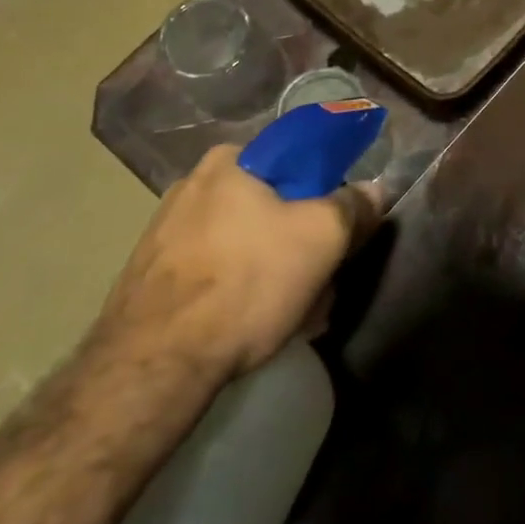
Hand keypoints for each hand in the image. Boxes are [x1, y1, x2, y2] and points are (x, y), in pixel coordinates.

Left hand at [91, 145, 380, 384]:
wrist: (155, 363)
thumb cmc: (247, 282)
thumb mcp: (323, 238)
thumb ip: (354, 206)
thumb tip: (373, 190)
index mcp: (230, 160)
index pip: (296, 160)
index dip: (326, 193)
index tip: (337, 229)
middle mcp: (192, 185)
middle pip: (271, 206)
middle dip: (300, 243)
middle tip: (320, 282)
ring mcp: (165, 231)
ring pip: (245, 242)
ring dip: (275, 271)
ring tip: (293, 315)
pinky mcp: (151, 275)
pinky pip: (214, 271)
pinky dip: (239, 291)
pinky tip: (253, 325)